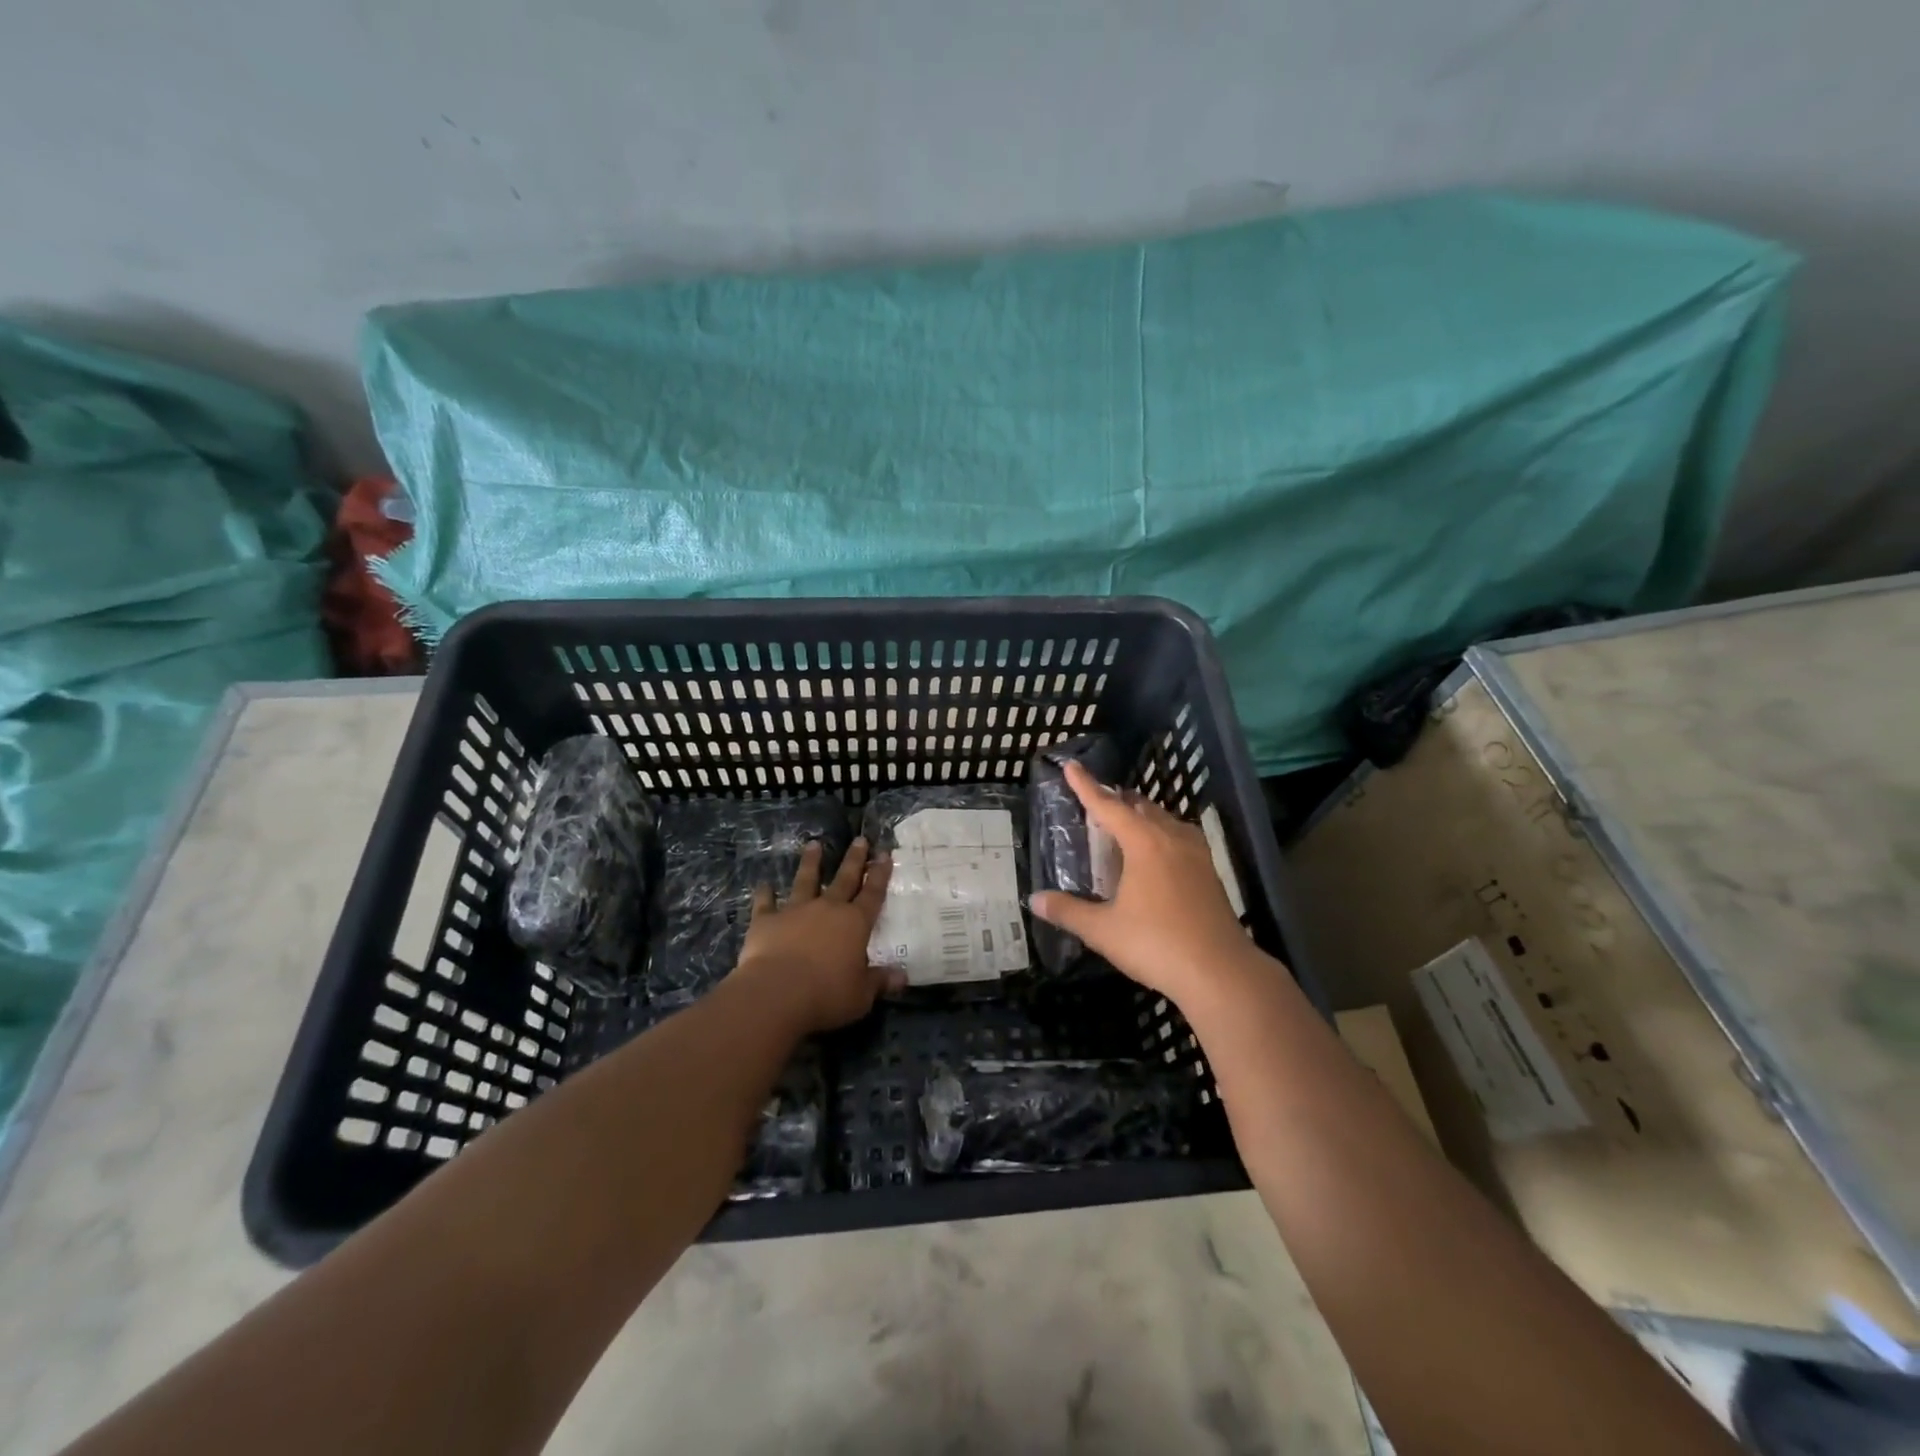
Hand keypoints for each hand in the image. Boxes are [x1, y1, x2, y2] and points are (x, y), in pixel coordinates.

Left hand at [729, 837, 901, 1034]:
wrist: (776, 993)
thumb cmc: (827, 995)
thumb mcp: (861, 995)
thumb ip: (879, 982)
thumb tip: (902, 977)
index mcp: (855, 924)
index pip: (873, 894)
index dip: (880, 874)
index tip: (884, 854)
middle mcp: (828, 909)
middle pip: (844, 879)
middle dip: (854, 859)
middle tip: (860, 839)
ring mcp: (795, 911)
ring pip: (805, 880)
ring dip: (810, 862)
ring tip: (813, 844)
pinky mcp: (766, 920)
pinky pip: (765, 903)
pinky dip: (764, 894)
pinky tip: (763, 885)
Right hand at [1029, 761, 1256, 1006]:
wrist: (1220, 972)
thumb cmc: (1156, 944)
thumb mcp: (1103, 930)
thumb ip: (1068, 911)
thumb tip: (1035, 899)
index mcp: (1143, 842)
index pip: (1108, 806)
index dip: (1086, 786)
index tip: (1071, 766)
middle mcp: (1171, 838)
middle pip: (1140, 807)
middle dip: (1117, 800)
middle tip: (1096, 802)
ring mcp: (1196, 854)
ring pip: (1165, 820)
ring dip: (1142, 816)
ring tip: (1125, 823)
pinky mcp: (1210, 873)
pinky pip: (1180, 837)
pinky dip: (1161, 834)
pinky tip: (1159, 853)